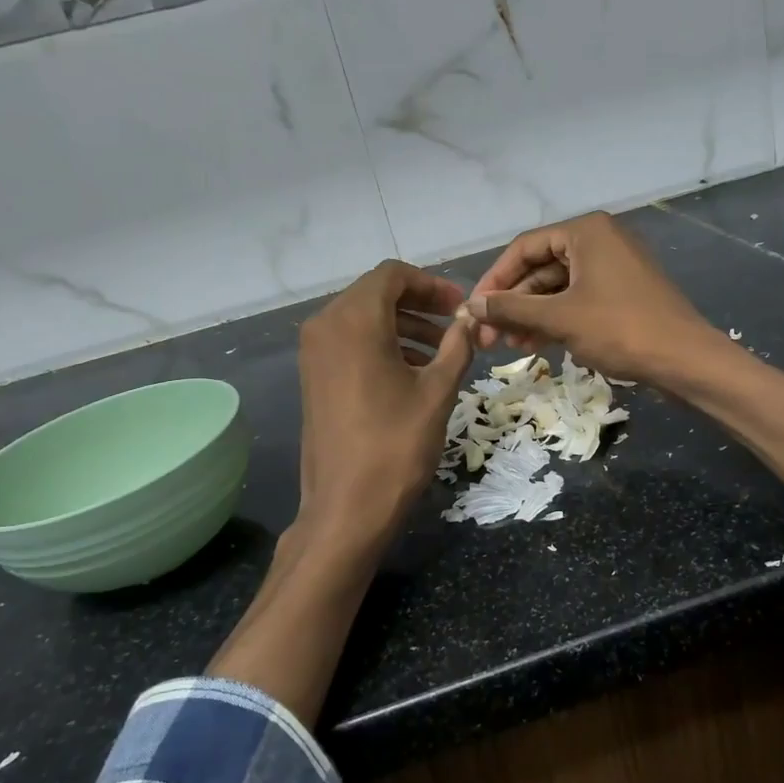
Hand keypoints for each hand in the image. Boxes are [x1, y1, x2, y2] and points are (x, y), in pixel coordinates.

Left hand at [296, 259, 473, 551]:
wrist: (347, 507)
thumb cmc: (396, 445)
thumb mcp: (437, 391)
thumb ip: (457, 346)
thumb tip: (470, 320)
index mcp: (354, 321)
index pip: (392, 275)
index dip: (431, 284)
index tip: (460, 305)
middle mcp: (325, 326)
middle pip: (375, 293)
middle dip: (418, 303)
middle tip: (455, 324)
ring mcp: (314, 353)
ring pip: (362, 318)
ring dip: (402, 325)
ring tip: (441, 350)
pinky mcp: (313, 377)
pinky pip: (349, 342)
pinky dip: (381, 344)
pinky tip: (412, 370)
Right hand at [464, 212, 716, 384]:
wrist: (685, 360)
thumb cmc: (620, 329)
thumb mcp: (560, 318)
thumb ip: (512, 308)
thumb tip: (471, 305)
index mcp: (585, 232)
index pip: (524, 248)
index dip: (494, 280)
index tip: (474, 310)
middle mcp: (599, 240)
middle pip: (540, 268)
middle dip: (512, 303)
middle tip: (488, 336)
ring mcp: (613, 267)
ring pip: (558, 287)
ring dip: (531, 315)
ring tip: (509, 346)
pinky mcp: (622, 293)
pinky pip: (577, 300)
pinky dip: (555, 319)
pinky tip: (535, 345)